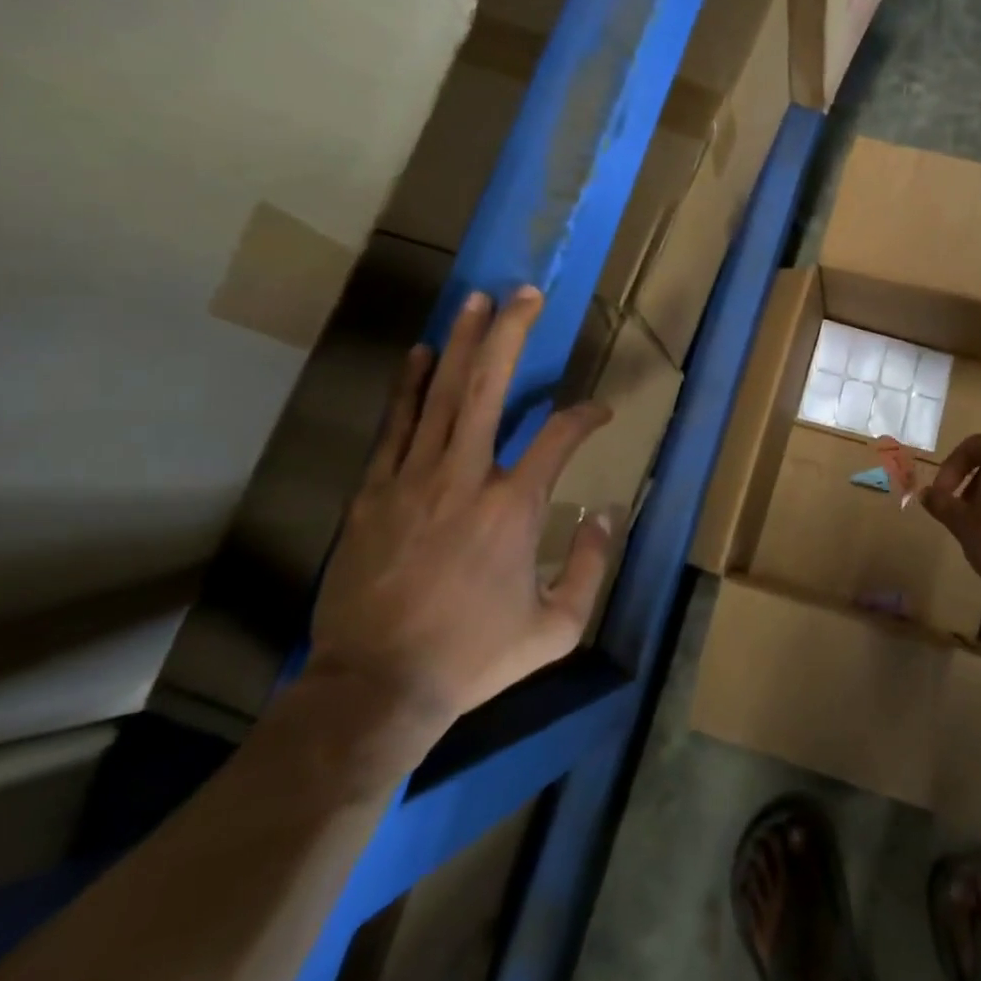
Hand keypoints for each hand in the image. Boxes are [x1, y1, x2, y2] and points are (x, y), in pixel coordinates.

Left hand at [306, 287, 613, 753]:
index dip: (586, 415)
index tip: (600, 411)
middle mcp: (466, 478)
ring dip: (462, 342)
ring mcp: (413, 480)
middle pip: (489, 388)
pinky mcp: (373, 492)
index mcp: (515, 508)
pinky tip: (421, 352)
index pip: (560, 437)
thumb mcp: (556, 628)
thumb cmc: (474, 657)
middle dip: (511, 335)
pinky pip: (395, 426)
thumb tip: (607, 514)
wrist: (378, 687)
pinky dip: (409, 386)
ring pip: (440, 395)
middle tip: (525, 293)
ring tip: (477, 300)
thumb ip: (592, 566)